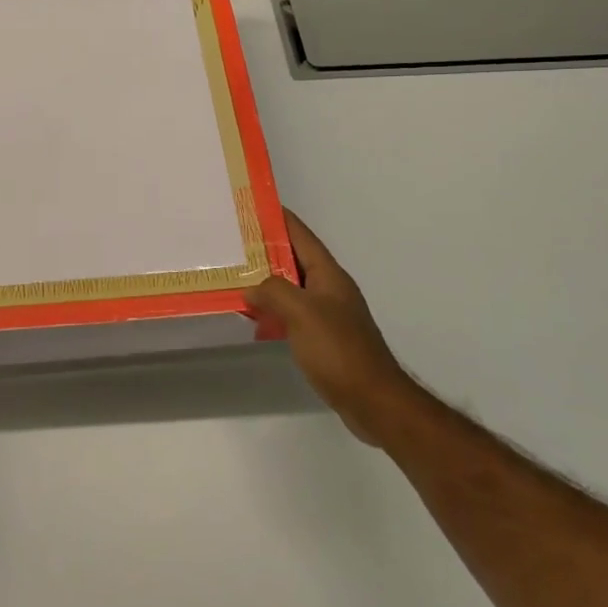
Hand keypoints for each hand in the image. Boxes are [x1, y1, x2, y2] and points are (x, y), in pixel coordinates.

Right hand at [246, 211, 414, 445]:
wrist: (373, 400)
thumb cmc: (338, 350)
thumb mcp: (302, 313)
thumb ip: (274, 292)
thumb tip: (252, 287)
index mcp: (329, 275)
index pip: (301, 236)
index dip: (279, 219)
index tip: (253, 206)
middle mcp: (330, 289)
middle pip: (295, 260)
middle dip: (267, 250)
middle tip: (234, 243)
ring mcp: (329, 315)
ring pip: (293, 288)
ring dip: (268, 283)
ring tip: (237, 278)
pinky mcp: (325, 339)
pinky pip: (294, 314)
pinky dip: (275, 312)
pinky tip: (257, 321)